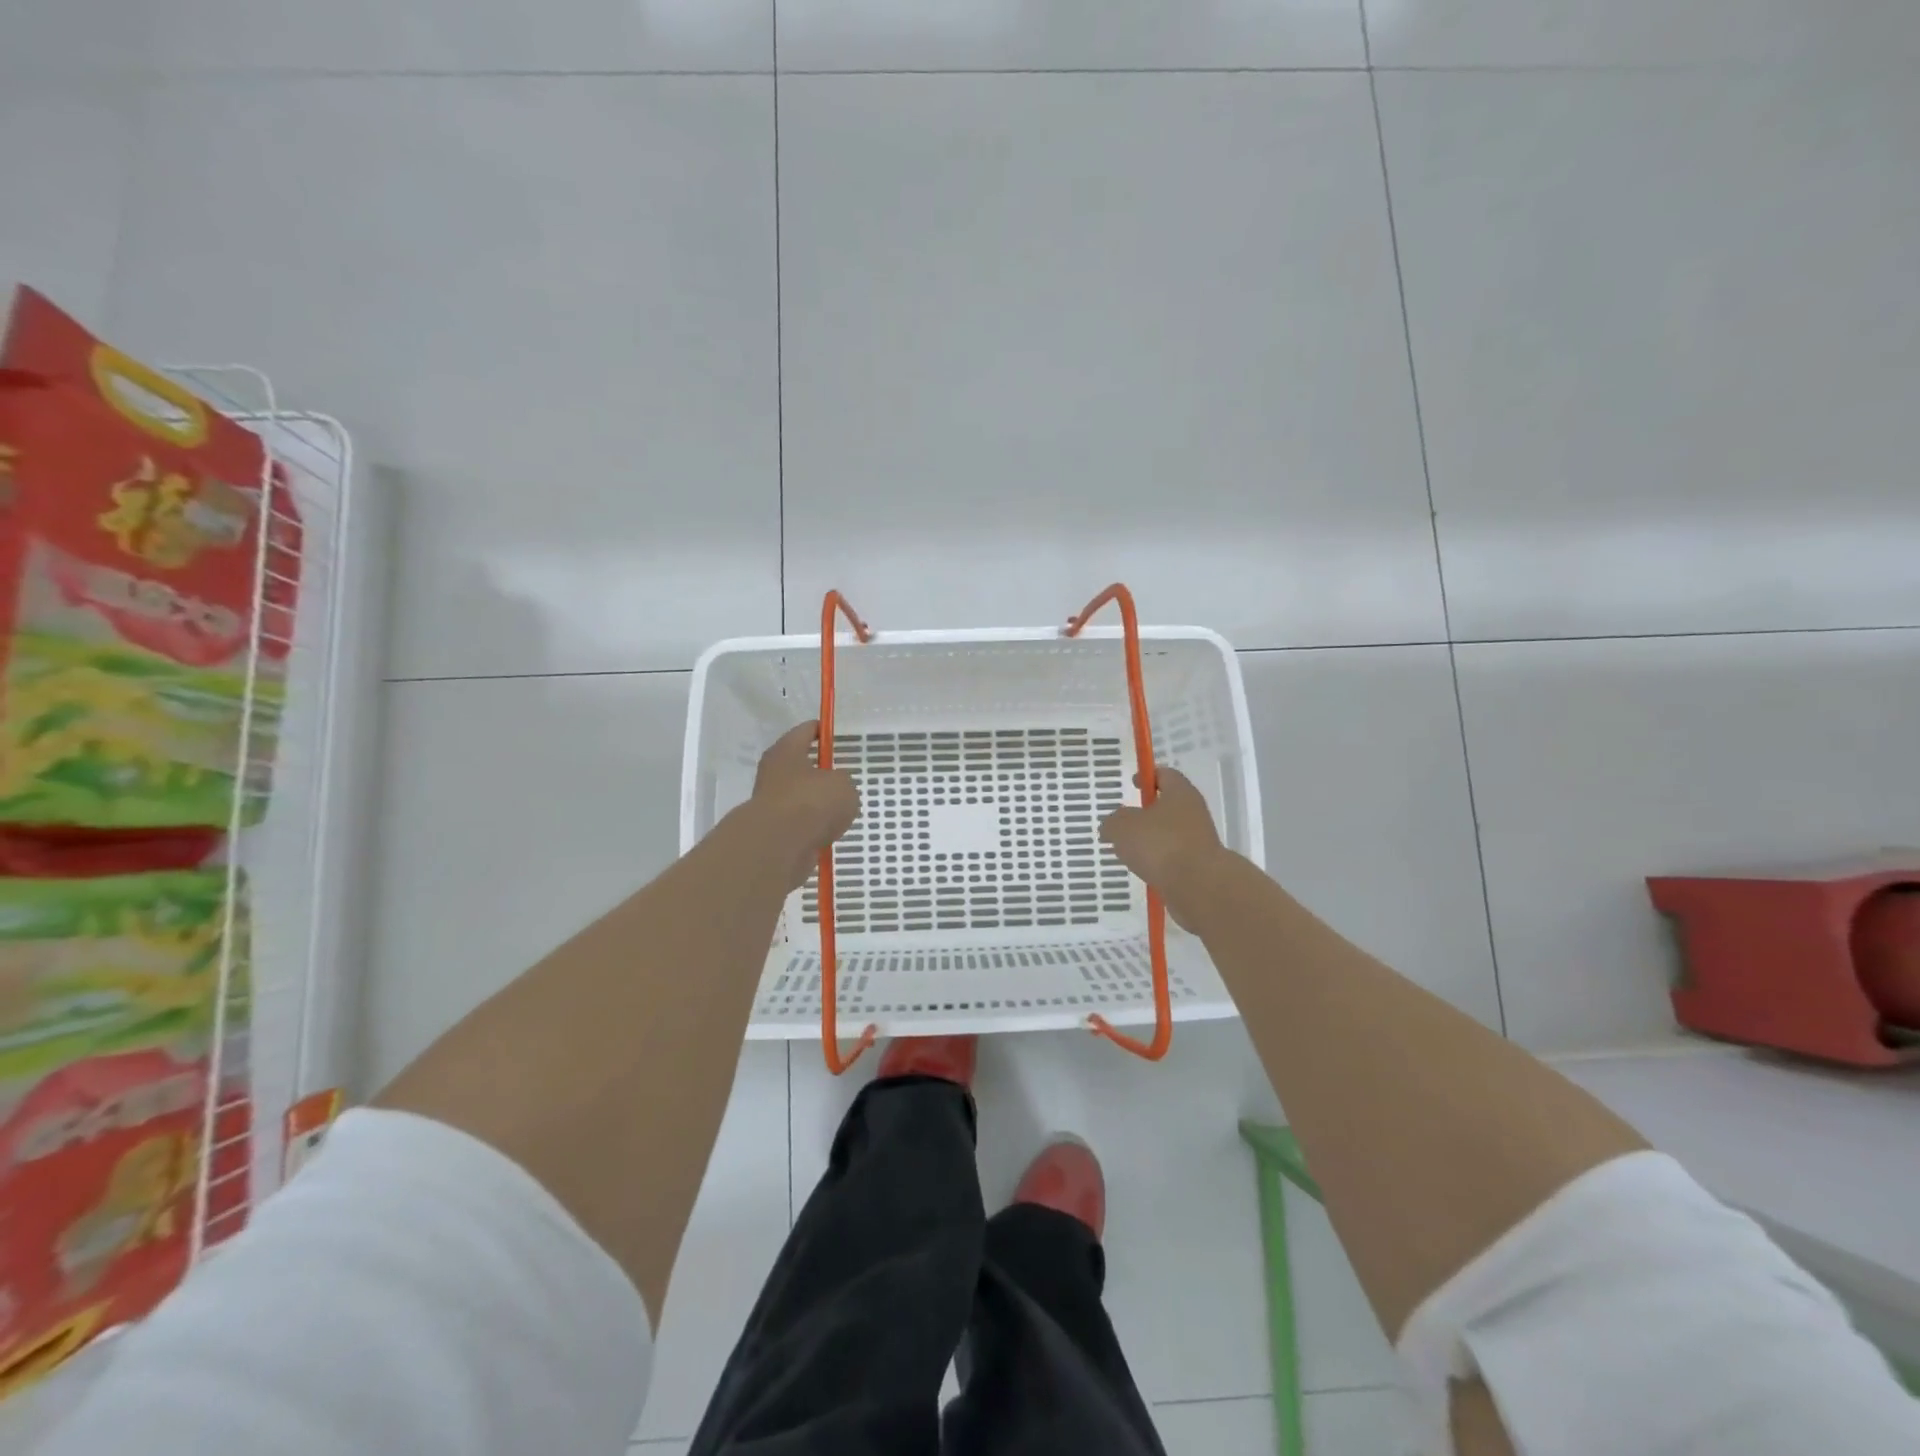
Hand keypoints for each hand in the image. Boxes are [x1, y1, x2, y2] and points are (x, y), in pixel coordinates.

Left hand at [750, 721, 860, 891]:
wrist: (779, 847)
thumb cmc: (811, 802)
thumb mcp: (843, 785)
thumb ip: (843, 782)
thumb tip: (836, 789)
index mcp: (786, 751)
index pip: (805, 731)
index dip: (821, 730)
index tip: (834, 734)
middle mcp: (773, 773)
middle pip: (799, 766)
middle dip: (818, 771)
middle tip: (841, 776)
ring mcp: (771, 804)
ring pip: (799, 798)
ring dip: (816, 803)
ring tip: (840, 810)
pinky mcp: (774, 832)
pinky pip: (799, 824)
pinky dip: (812, 828)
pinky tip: (829, 833)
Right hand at [1099, 766, 1228, 930]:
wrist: (1199, 886)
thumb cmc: (1160, 844)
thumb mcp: (1122, 827)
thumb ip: (1113, 822)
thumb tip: (1112, 826)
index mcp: (1180, 794)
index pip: (1166, 775)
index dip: (1148, 776)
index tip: (1133, 784)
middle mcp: (1194, 813)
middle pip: (1168, 806)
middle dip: (1146, 813)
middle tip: (1124, 823)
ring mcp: (1199, 841)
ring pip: (1170, 835)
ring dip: (1151, 841)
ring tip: (1129, 852)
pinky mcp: (1199, 867)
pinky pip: (1173, 859)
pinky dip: (1158, 863)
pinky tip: (1143, 872)